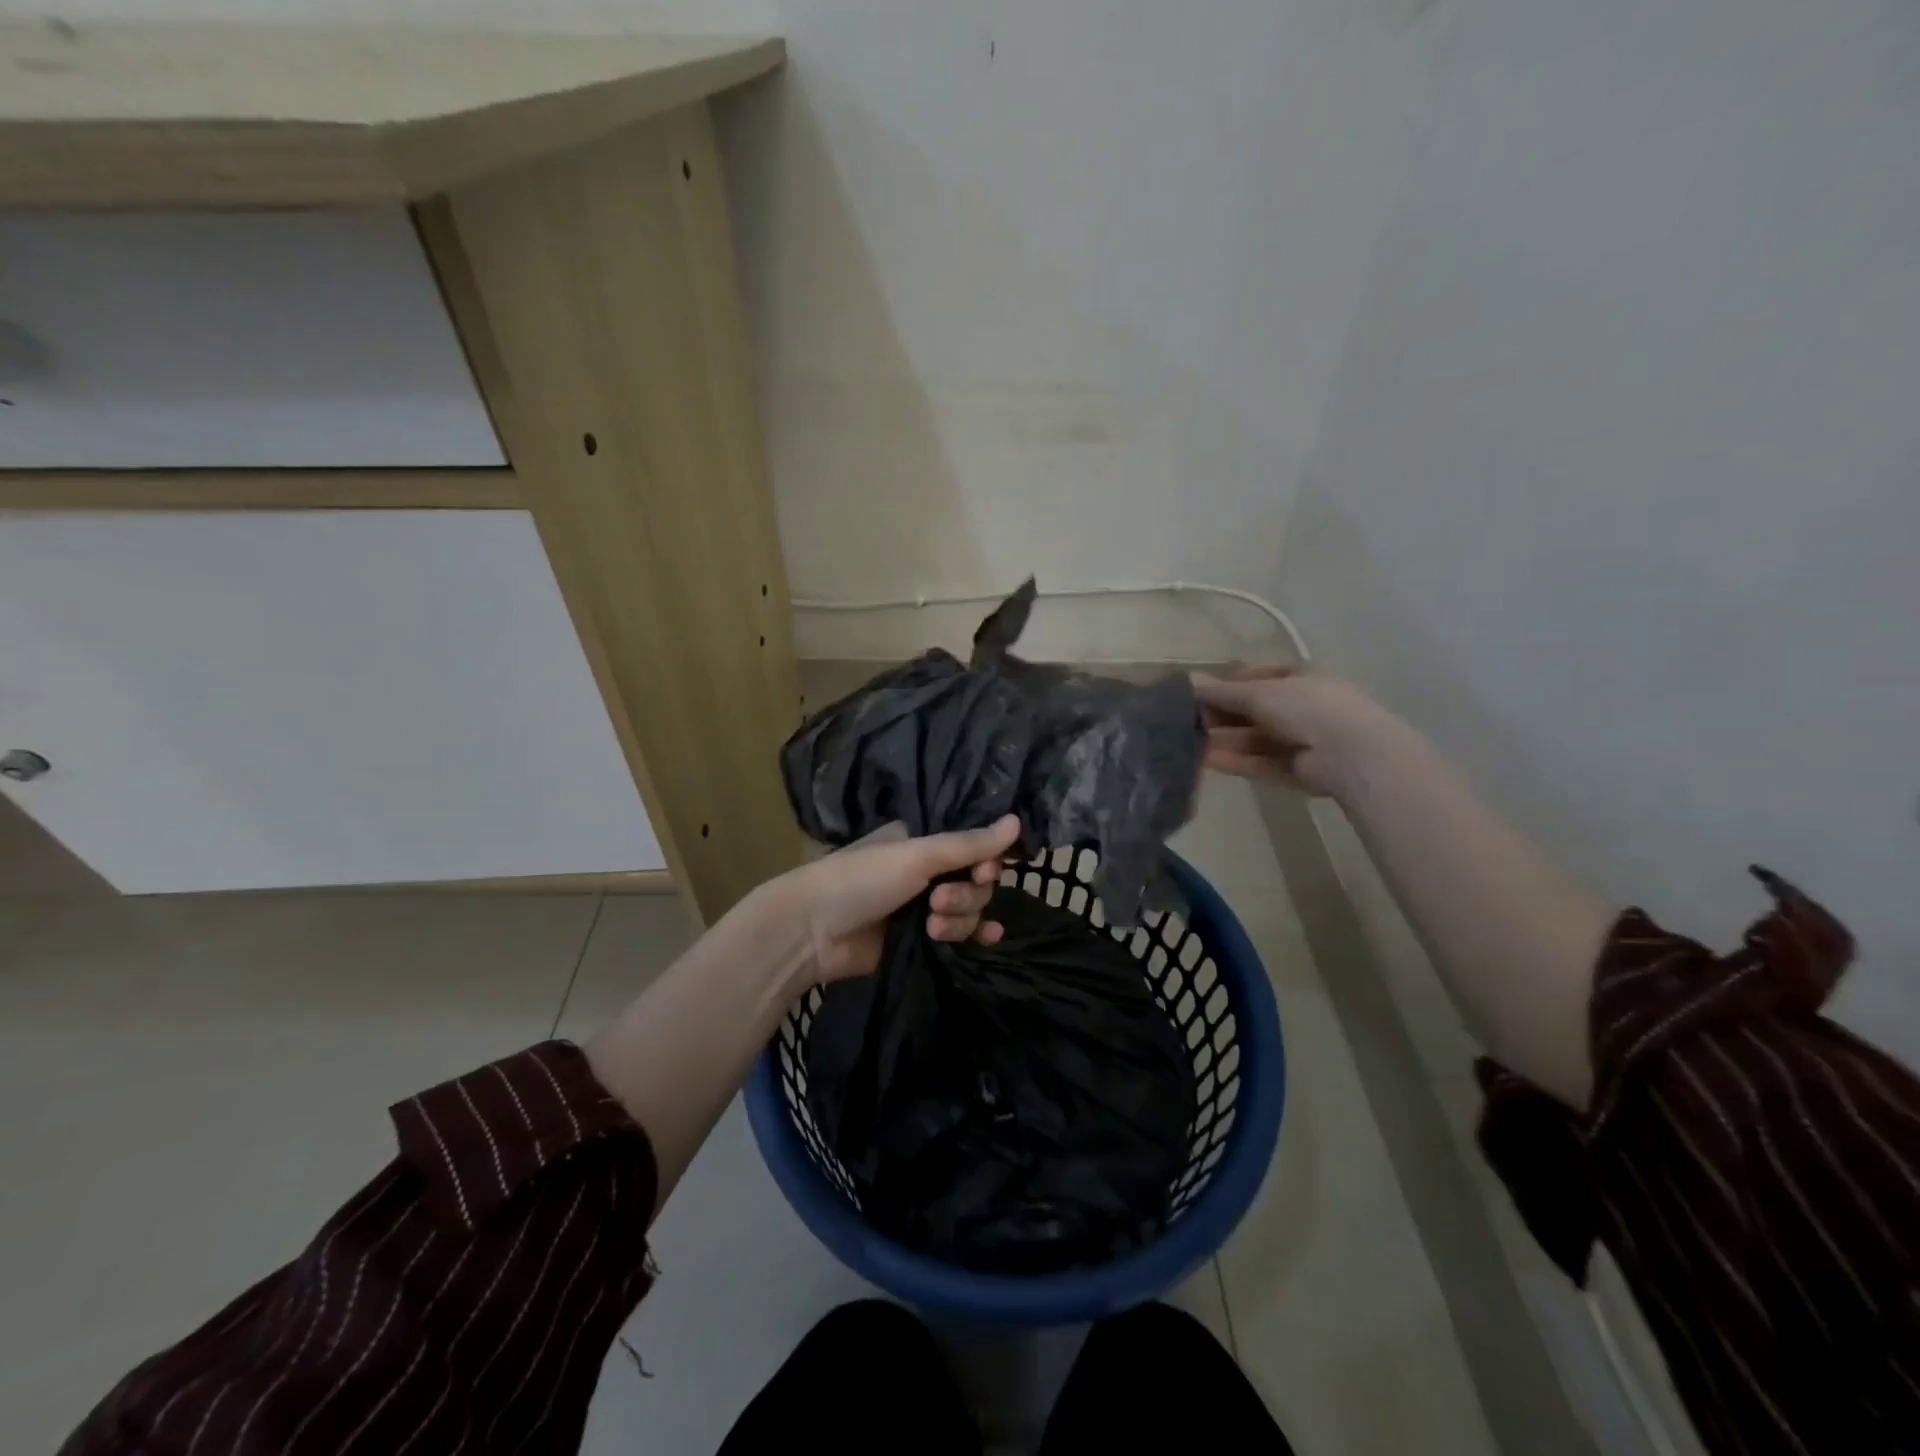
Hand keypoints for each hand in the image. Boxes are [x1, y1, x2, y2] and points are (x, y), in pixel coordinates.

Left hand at [779, 815, 1020, 982]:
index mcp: (922, 841)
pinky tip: (989, 939)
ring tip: (931, 927)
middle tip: (938, 902)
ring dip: (959, 918)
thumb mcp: (916, 856)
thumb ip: (968, 844)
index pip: (973, 846)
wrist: (812, 933)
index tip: (983, 872)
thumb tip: (1018, 822)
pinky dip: (974, 935)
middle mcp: (927, 870)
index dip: (985, 861)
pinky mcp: (920, 940)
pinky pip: (960, 935)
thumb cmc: (861, 879)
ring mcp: (923, 906)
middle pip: (975, 880)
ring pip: (968, 909)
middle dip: (965, 894)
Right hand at [1191, 667, 1394, 796]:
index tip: (1199, 693)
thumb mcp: (1259, 692)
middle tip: (1187, 721)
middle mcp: (1302, 706)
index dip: (1228, 684)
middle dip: (1222, 715)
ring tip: (1188, 743)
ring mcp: (1301, 740)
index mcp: (1300, 678)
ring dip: (1223, 740)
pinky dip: (1234, 760)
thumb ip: (1222, 692)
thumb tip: (1190, 682)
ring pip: (1254, 739)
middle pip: (1253, 711)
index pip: (1257, 677)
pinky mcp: (1296, 770)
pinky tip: (1205, 760)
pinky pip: (1259, 762)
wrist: (1351, 754)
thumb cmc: (1306, 707)